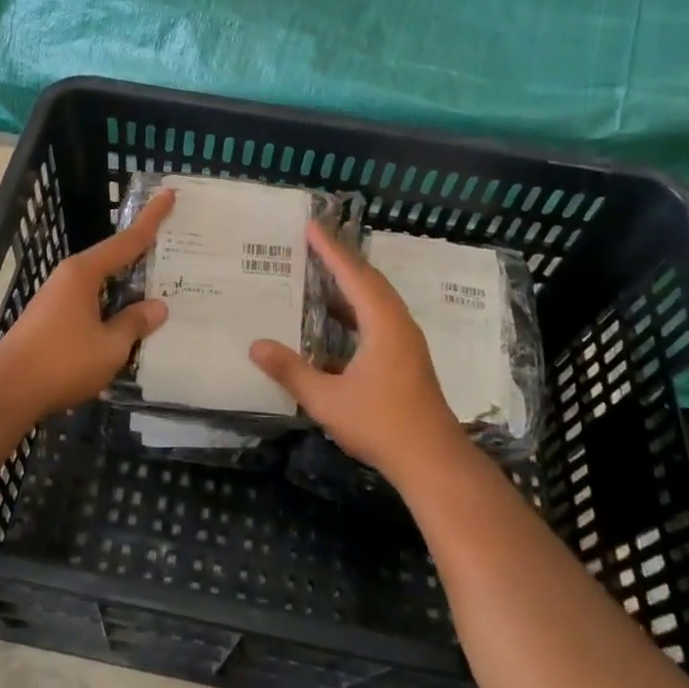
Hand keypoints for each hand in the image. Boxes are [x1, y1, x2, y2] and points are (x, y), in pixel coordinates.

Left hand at [0, 190, 174, 418]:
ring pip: (101, 286)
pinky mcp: (50, 320)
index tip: (168, 194)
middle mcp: (69, 278)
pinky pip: (90, 305)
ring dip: (125, 289)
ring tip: (156, 293)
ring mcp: (57, 299)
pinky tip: (125, 325)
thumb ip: (135, 323)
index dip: (151, 219)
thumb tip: (157, 307)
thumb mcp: (110, 346)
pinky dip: (111, 308)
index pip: (126, 241)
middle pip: (113, 260)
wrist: (7, 390)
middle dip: (140, 256)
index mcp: (84, 273)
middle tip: (172, 251)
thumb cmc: (62, 361)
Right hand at [249, 222, 468, 484]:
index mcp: (383, 324)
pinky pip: (379, 317)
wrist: (433, 461)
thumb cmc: (381, 424)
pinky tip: (335, 320)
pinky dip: (356, 307)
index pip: (353, 275)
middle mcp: (398, 324)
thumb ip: (291, 371)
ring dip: (350, 283)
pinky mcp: (406, 358)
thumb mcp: (327, 399)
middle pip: (369, 280)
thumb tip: (255, 345)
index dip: (331, 250)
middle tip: (313, 242)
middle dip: (341, 259)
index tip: (312, 226)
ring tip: (320, 273)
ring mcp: (406, 342)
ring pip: (376, 300)